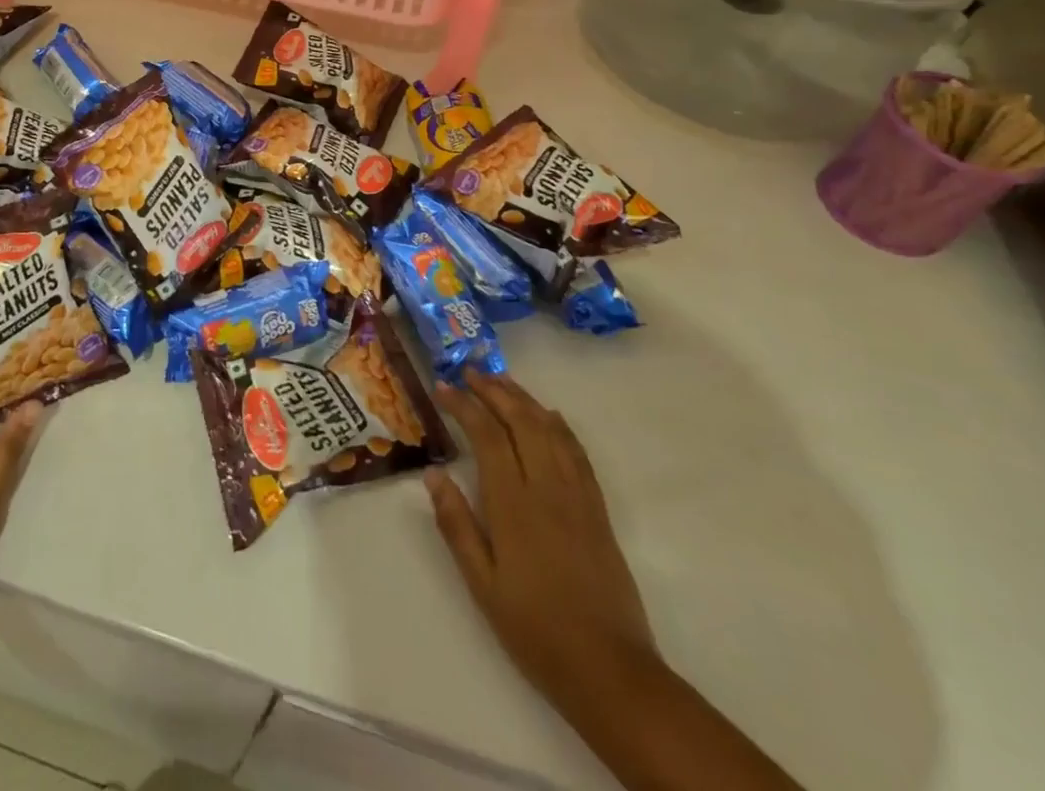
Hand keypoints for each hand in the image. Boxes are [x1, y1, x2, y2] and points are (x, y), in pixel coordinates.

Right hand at [426, 371, 654, 696]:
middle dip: (493, 391)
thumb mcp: (482, 585)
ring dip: (524, 400)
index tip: (442, 387)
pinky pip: (578, 453)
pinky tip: (550, 416)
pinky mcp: (598, 511)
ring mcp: (577, 497)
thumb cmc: (535, 629)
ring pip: (550, 430)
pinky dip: (560, 426)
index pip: (486, 435)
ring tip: (501, 382)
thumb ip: (456, 525)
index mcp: (513, 505)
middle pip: (521, 421)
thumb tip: (434, 474)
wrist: (611, 671)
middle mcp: (547, 489)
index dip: (463, 405)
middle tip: (469, 372)